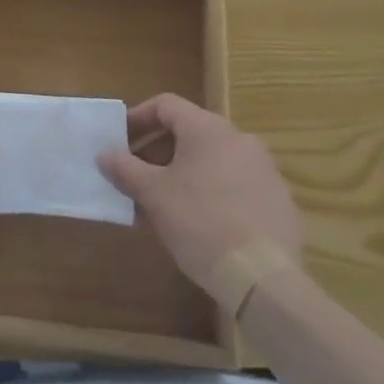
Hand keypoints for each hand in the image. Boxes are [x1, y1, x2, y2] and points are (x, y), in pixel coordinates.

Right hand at [97, 93, 303, 289]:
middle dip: (158, 152)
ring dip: (184, 174)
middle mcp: (239, 139)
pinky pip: (236, 186)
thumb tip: (104, 154)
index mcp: (208, 129)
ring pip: (213, 161)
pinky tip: (200, 225)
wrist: (263, 279)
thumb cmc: (199, 222)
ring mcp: (265, 171)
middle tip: (138, 177)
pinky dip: (212, 193)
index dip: (138, 118)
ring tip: (164, 205)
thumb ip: (125, 169)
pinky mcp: (279, 202)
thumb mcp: (153, 195)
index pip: (166, 105)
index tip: (120, 141)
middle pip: (190, 132)